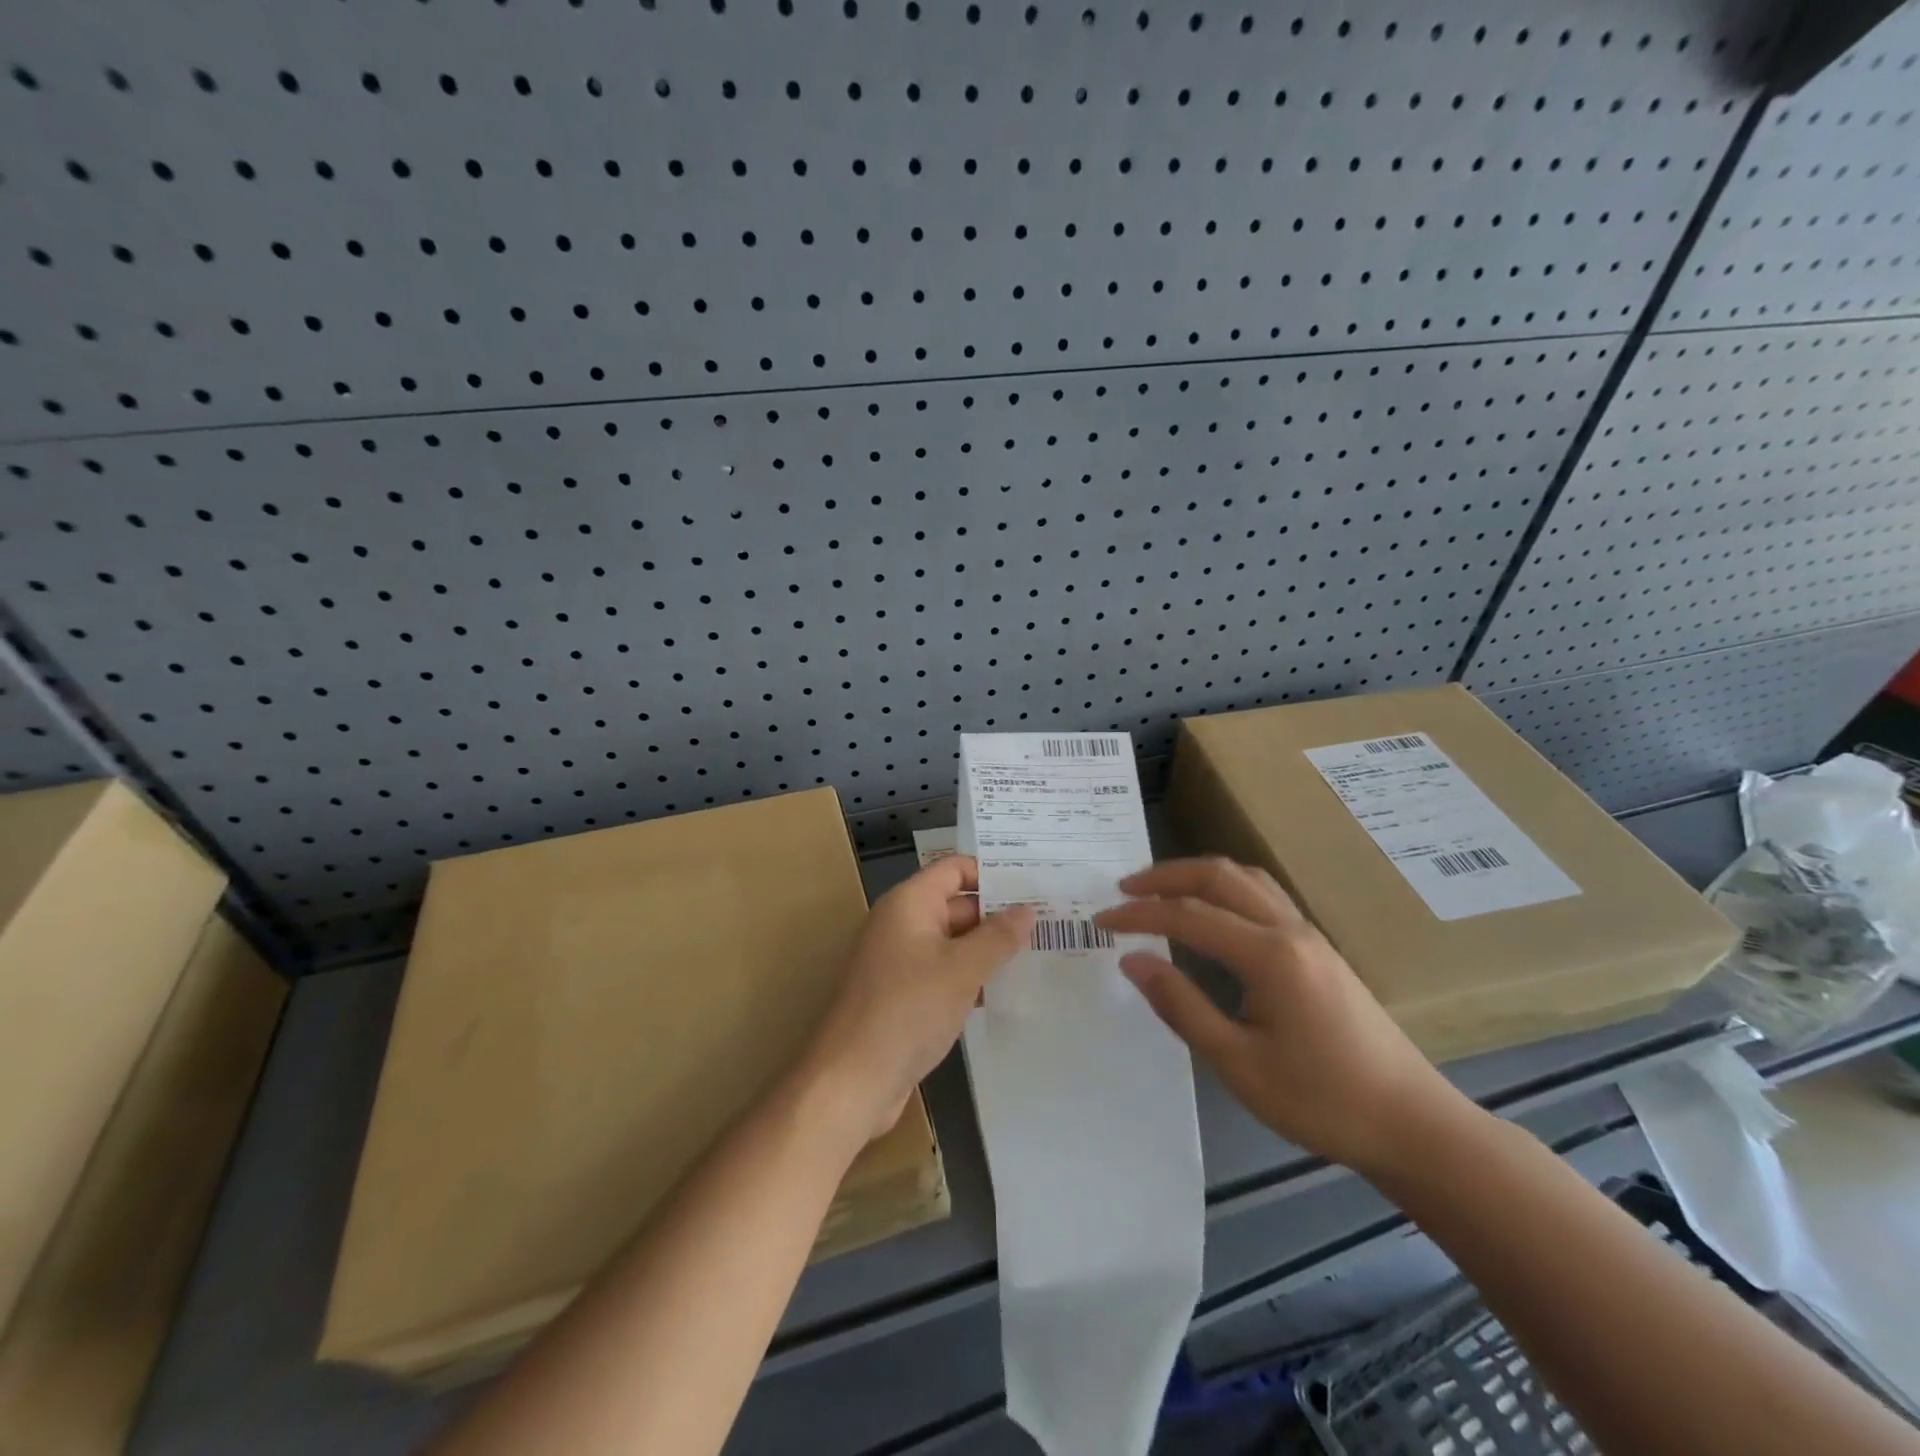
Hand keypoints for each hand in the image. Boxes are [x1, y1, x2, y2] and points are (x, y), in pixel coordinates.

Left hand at [801, 856, 1034, 1143]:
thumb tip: (1027, 909)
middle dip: (998, 915)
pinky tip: (1004, 993)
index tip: (1034, 886)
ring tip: (1039, 956)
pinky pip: (943, 974)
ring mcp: (900, 962)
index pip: (954, 869)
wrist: (851, 1080)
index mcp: (909, 903)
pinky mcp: (903, 996)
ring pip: (953, 943)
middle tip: (1050, 924)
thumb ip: (997, 937)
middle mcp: (902, 924)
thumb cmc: (907, 1011)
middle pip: (956, 905)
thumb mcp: (961, 970)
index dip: (992, 873)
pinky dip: (970, 978)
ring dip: (988, 950)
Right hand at [1095, 857, 1470, 1174]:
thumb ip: (1182, 1006)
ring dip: (1196, 875)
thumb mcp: (1238, 1064)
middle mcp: (1289, 929)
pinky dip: (1225, 886)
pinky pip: (1263, 894)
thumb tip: (1133, 961)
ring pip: (1244, 877)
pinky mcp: (1319, 947)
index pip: (1188, 916)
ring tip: (1160, 889)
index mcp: (1268, 955)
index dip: (1140, 914)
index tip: (1101, 920)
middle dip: (1165, 876)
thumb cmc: (1321, 1100)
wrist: (1411, 1123)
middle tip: (1123, 889)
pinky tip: (1212, 909)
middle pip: (1218, 876)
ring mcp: (1309, 934)